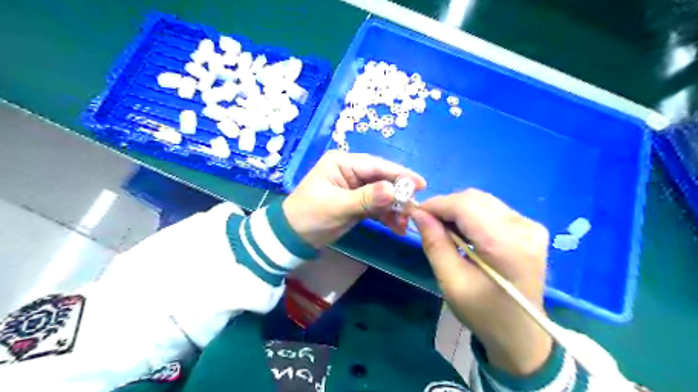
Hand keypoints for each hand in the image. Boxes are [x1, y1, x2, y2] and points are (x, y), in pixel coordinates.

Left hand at [281, 150, 424, 246]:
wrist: (292, 238)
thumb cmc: (309, 217)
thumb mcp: (337, 207)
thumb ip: (366, 199)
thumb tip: (393, 191)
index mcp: (342, 163)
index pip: (376, 166)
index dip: (399, 174)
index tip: (421, 184)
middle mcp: (350, 171)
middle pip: (382, 179)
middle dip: (398, 195)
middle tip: (414, 210)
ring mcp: (354, 187)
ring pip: (382, 194)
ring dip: (394, 208)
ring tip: (406, 223)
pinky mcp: (357, 202)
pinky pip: (377, 206)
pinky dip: (387, 216)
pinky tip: (397, 227)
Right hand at [410, 190, 553, 375]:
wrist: (522, 334)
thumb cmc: (484, 314)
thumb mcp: (452, 283)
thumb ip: (435, 244)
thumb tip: (418, 214)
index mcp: (506, 245)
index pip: (465, 206)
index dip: (436, 205)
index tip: (415, 214)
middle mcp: (523, 227)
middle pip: (474, 199)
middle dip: (445, 206)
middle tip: (427, 224)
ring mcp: (530, 225)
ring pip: (482, 201)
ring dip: (457, 209)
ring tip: (444, 230)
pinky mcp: (530, 227)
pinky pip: (492, 208)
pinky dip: (471, 215)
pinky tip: (464, 233)